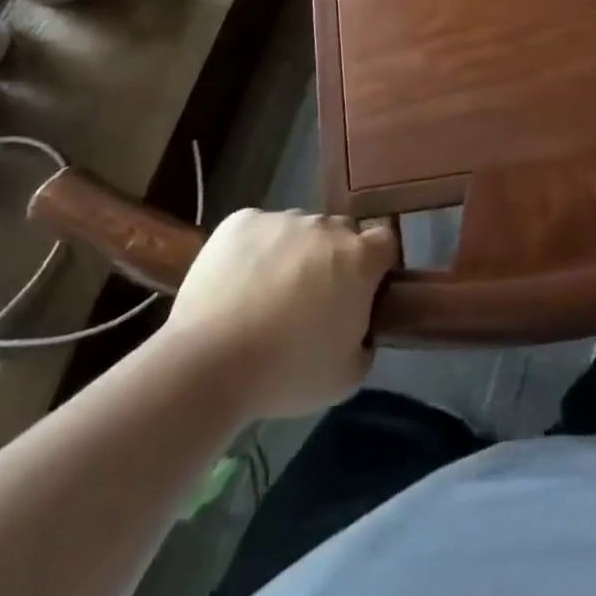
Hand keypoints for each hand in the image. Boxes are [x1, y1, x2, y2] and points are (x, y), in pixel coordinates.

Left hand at [161, 209, 397, 418]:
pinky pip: (258, 230)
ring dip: (293, 254)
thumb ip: (365, 342)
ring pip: (298, 230)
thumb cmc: (287, 372)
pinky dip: (255, 249)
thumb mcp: (346, 377)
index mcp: (358, 258)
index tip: (362, 293)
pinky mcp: (241, 221)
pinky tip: (237, 284)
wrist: (209, 363)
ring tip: (265, 296)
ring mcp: (282, 218)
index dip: (377, 266)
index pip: (385, 242)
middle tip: (312, 301)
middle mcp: (325, 227)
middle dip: (333, 259)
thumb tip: (359, 328)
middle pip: (340, 234)